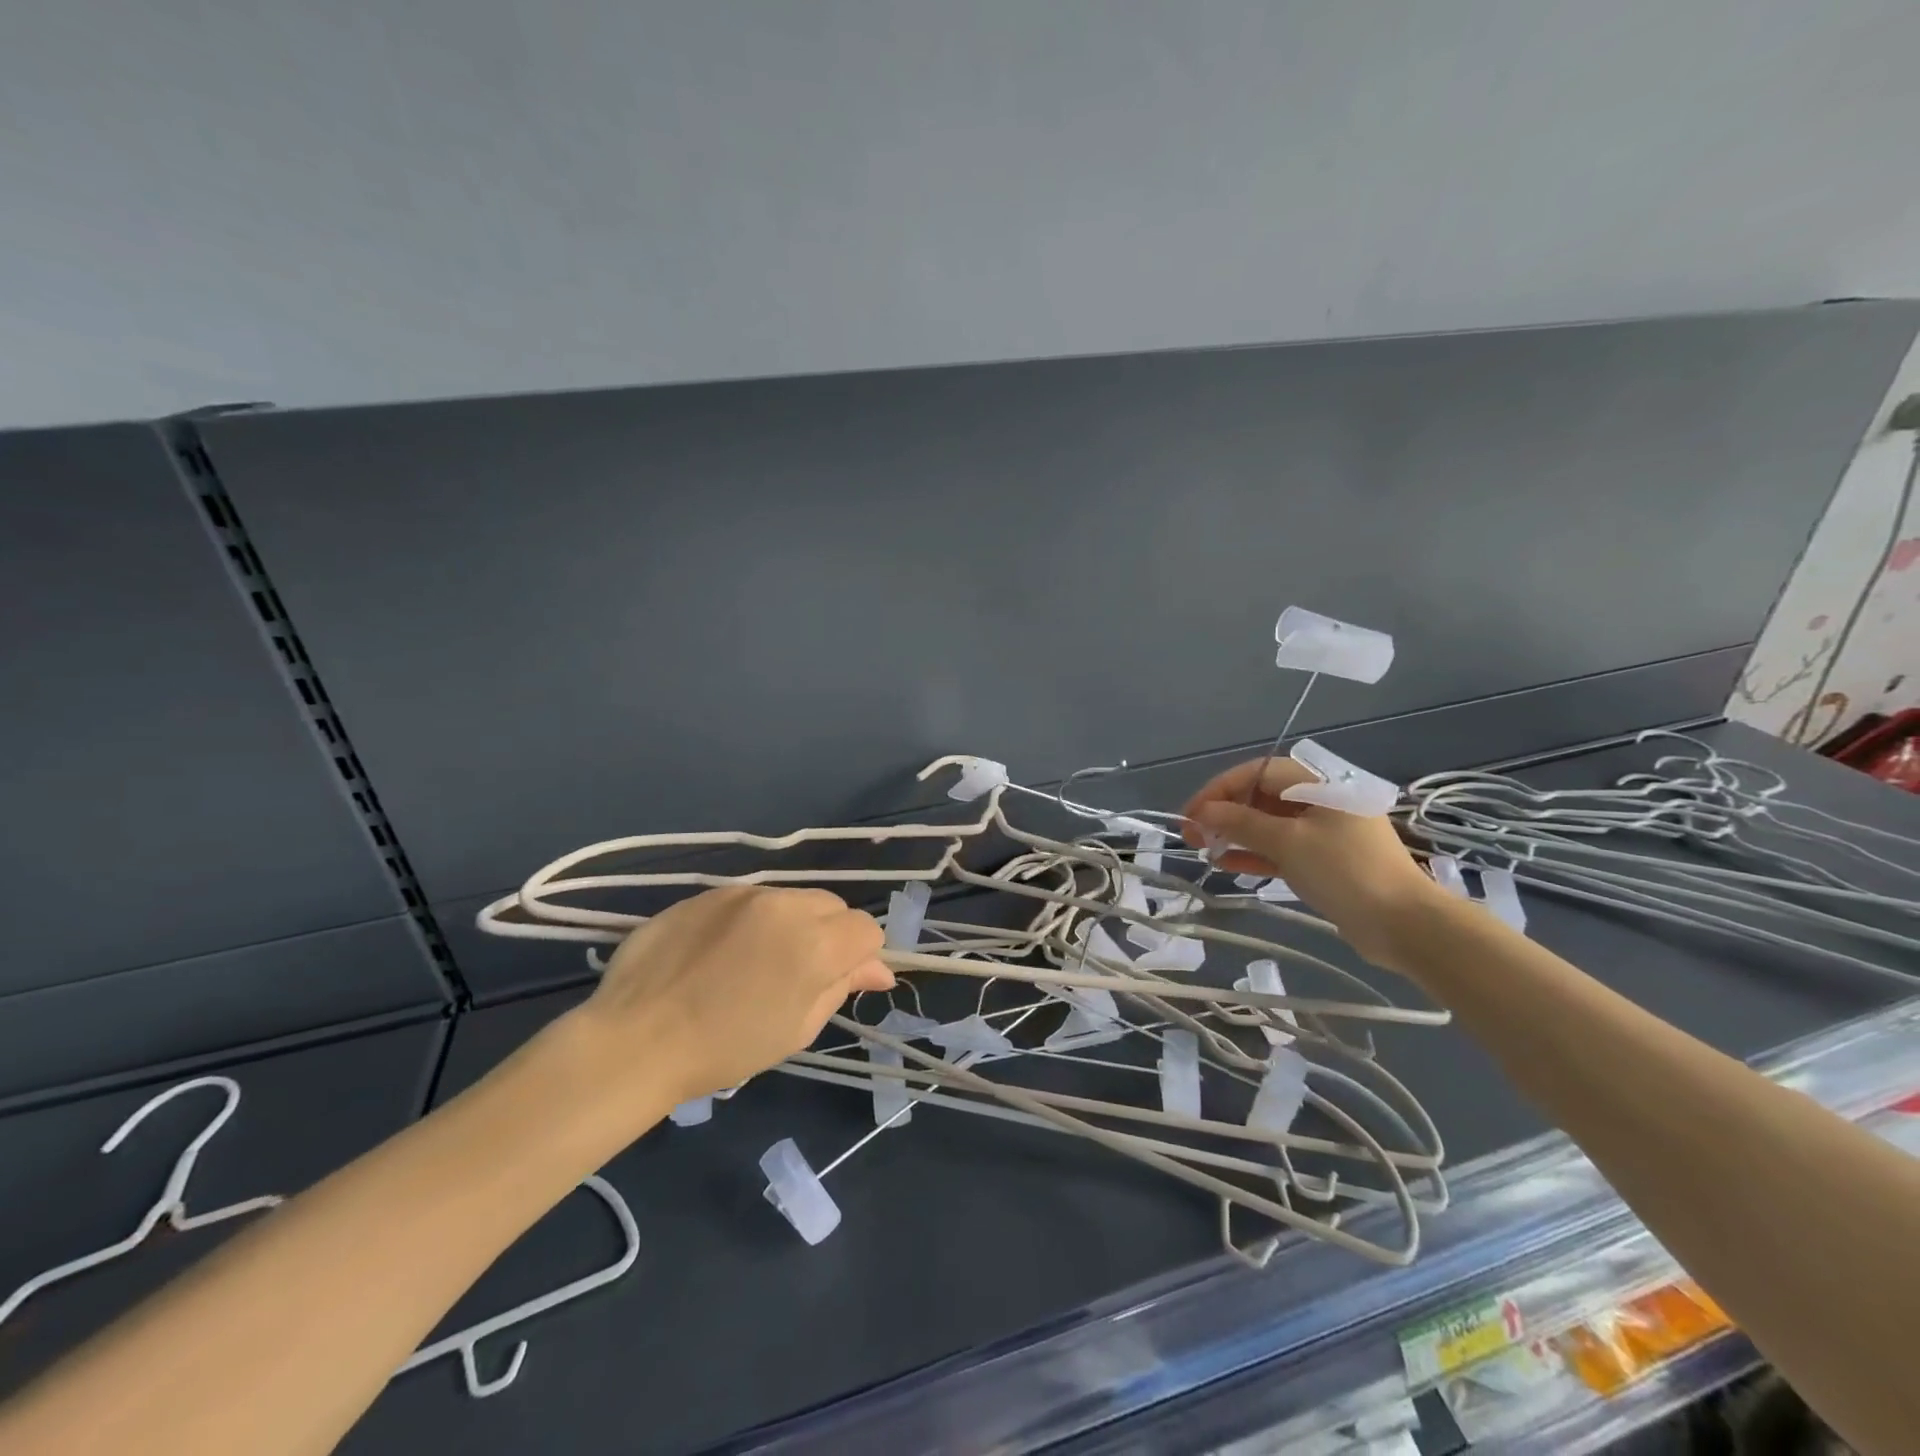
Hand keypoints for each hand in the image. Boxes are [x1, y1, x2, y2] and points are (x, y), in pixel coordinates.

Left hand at [568, 887, 892, 1112]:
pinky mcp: (709, 891)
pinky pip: (750, 898)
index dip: (860, 957)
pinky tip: (722, 952)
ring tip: (755, 961)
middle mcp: (786, 906)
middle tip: (797, 973)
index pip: (866, 930)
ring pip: (792, 898)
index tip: (836, 981)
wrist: (636, 1040)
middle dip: (829, 934)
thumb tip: (879, 970)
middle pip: (832, 906)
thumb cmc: (725, 1049)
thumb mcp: (797, 1029)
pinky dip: (751, 919)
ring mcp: (744, 893)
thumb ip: (841, 987)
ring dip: (790, 923)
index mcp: (816, 944)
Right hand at [1181, 757, 1445, 971]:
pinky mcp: (1326, 861)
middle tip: (1192, 835)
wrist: (1405, 926)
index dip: (1219, 789)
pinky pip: (1282, 849)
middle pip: (1262, 797)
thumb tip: (1203, 812)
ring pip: (1269, 825)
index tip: (1191, 813)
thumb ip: (1241, 822)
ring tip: (1204, 850)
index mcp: (1320, 784)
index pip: (1258, 773)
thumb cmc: (1346, 872)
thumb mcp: (1287, 843)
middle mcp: (1322, 801)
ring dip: (1236, 834)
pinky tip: (1228, 864)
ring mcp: (1325, 832)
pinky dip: (1255, 854)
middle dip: (1224, 813)